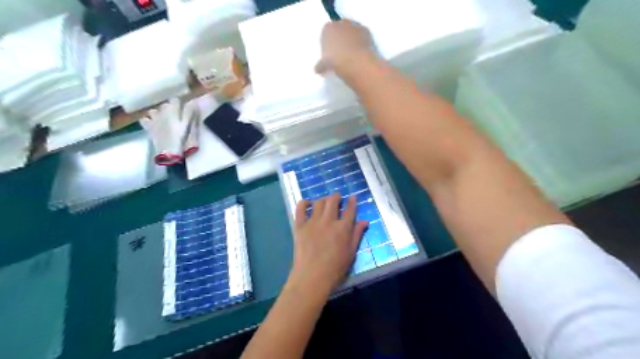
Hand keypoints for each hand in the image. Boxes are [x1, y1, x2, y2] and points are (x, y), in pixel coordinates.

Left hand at [288, 195, 367, 295]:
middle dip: (336, 196)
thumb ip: (357, 235)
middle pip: (333, 201)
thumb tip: (364, 221)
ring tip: (325, 201)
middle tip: (337, 197)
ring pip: (319, 202)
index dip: (352, 202)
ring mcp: (313, 222)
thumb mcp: (351, 252)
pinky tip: (307, 203)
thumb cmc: (335, 268)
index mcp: (343, 228)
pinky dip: (304, 203)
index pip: (349, 210)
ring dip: (323, 199)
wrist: (312, 277)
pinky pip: (300, 209)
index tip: (352, 197)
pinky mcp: (300, 226)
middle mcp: (328, 221)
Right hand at [315, 20, 375, 74]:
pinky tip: (359, 56)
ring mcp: (355, 26)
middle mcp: (341, 23)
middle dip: (340, 41)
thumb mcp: (324, 65)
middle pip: (339, 31)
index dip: (327, 45)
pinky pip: (362, 38)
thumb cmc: (335, 61)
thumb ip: (320, 65)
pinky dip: (361, 45)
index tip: (329, 55)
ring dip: (351, 42)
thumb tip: (318, 69)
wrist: (356, 62)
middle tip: (340, 56)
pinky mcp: (368, 33)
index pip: (326, 34)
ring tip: (351, 57)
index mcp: (327, 28)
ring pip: (351, 34)